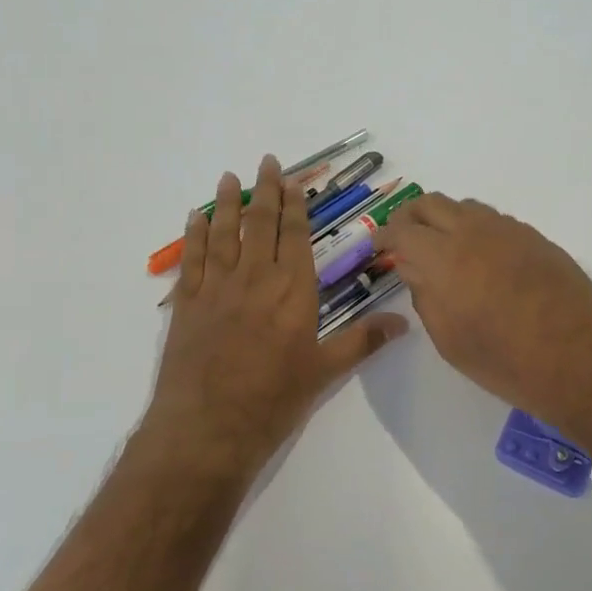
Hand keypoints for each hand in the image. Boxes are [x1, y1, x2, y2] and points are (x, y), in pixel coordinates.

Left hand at [148, 155, 405, 477]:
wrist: (208, 427)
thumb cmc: (273, 400)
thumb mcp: (324, 372)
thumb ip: (362, 341)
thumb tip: (404, 323)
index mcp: (293, 291)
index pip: (296, 237)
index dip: (295, 207)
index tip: (293, 182)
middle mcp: (256, 278)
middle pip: (261, 224)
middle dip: (266, 192)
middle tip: (266, 162)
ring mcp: (218, 287)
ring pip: (225, 233)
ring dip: (229, 203)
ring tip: (231, 176)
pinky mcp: (187, 303)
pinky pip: (192, 258)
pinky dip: (194, 234)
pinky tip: (196, 216)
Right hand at [374, 194, 591, 437]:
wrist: (582, 362)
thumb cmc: (506, 363)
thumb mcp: (449, 340)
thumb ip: (425, 295)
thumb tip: (414, 268)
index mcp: (445, 257)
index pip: (402, 229)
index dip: (385, 236)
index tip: (380, 246)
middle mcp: (475, 231)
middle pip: (431, 203)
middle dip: (411, 217)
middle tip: (405, 241)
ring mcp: (510, 230)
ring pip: (465, 207)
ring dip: (445, 220)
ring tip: (443, 249)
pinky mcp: (537, 238)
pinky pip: (496, 221)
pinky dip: (476, 230)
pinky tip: (482, 259)